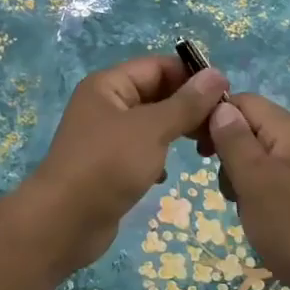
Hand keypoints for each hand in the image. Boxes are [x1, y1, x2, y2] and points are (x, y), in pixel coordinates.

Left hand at [23, 55, 229, 270]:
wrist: (64, 222)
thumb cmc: (107, 166)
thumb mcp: (151, 129)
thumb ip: (186, 103)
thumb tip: (216, 74)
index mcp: (108, 86)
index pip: (158, 66)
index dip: (191, 76)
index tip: (226, 96)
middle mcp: (106, 105)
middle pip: (157, 94)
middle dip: (188, 108)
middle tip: (220, 128)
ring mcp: (106, 137)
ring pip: (152, 125)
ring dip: (177, 133)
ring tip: (205, 150)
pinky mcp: (109, 166)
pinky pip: (142, 151)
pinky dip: (158, 158)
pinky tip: (165, 175)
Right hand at [206, 93, 289, 289]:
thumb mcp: (254, 181)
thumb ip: (235, 141)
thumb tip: (221, 106)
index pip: (244, 102)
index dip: (215, 118)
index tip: (198, 150)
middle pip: (253, 130)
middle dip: (230, 155)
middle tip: (228, 190)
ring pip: (264, 159)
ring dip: (245, 180)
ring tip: (248, 211)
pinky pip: (280, 181)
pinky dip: (264, 196)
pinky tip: (266, 222)